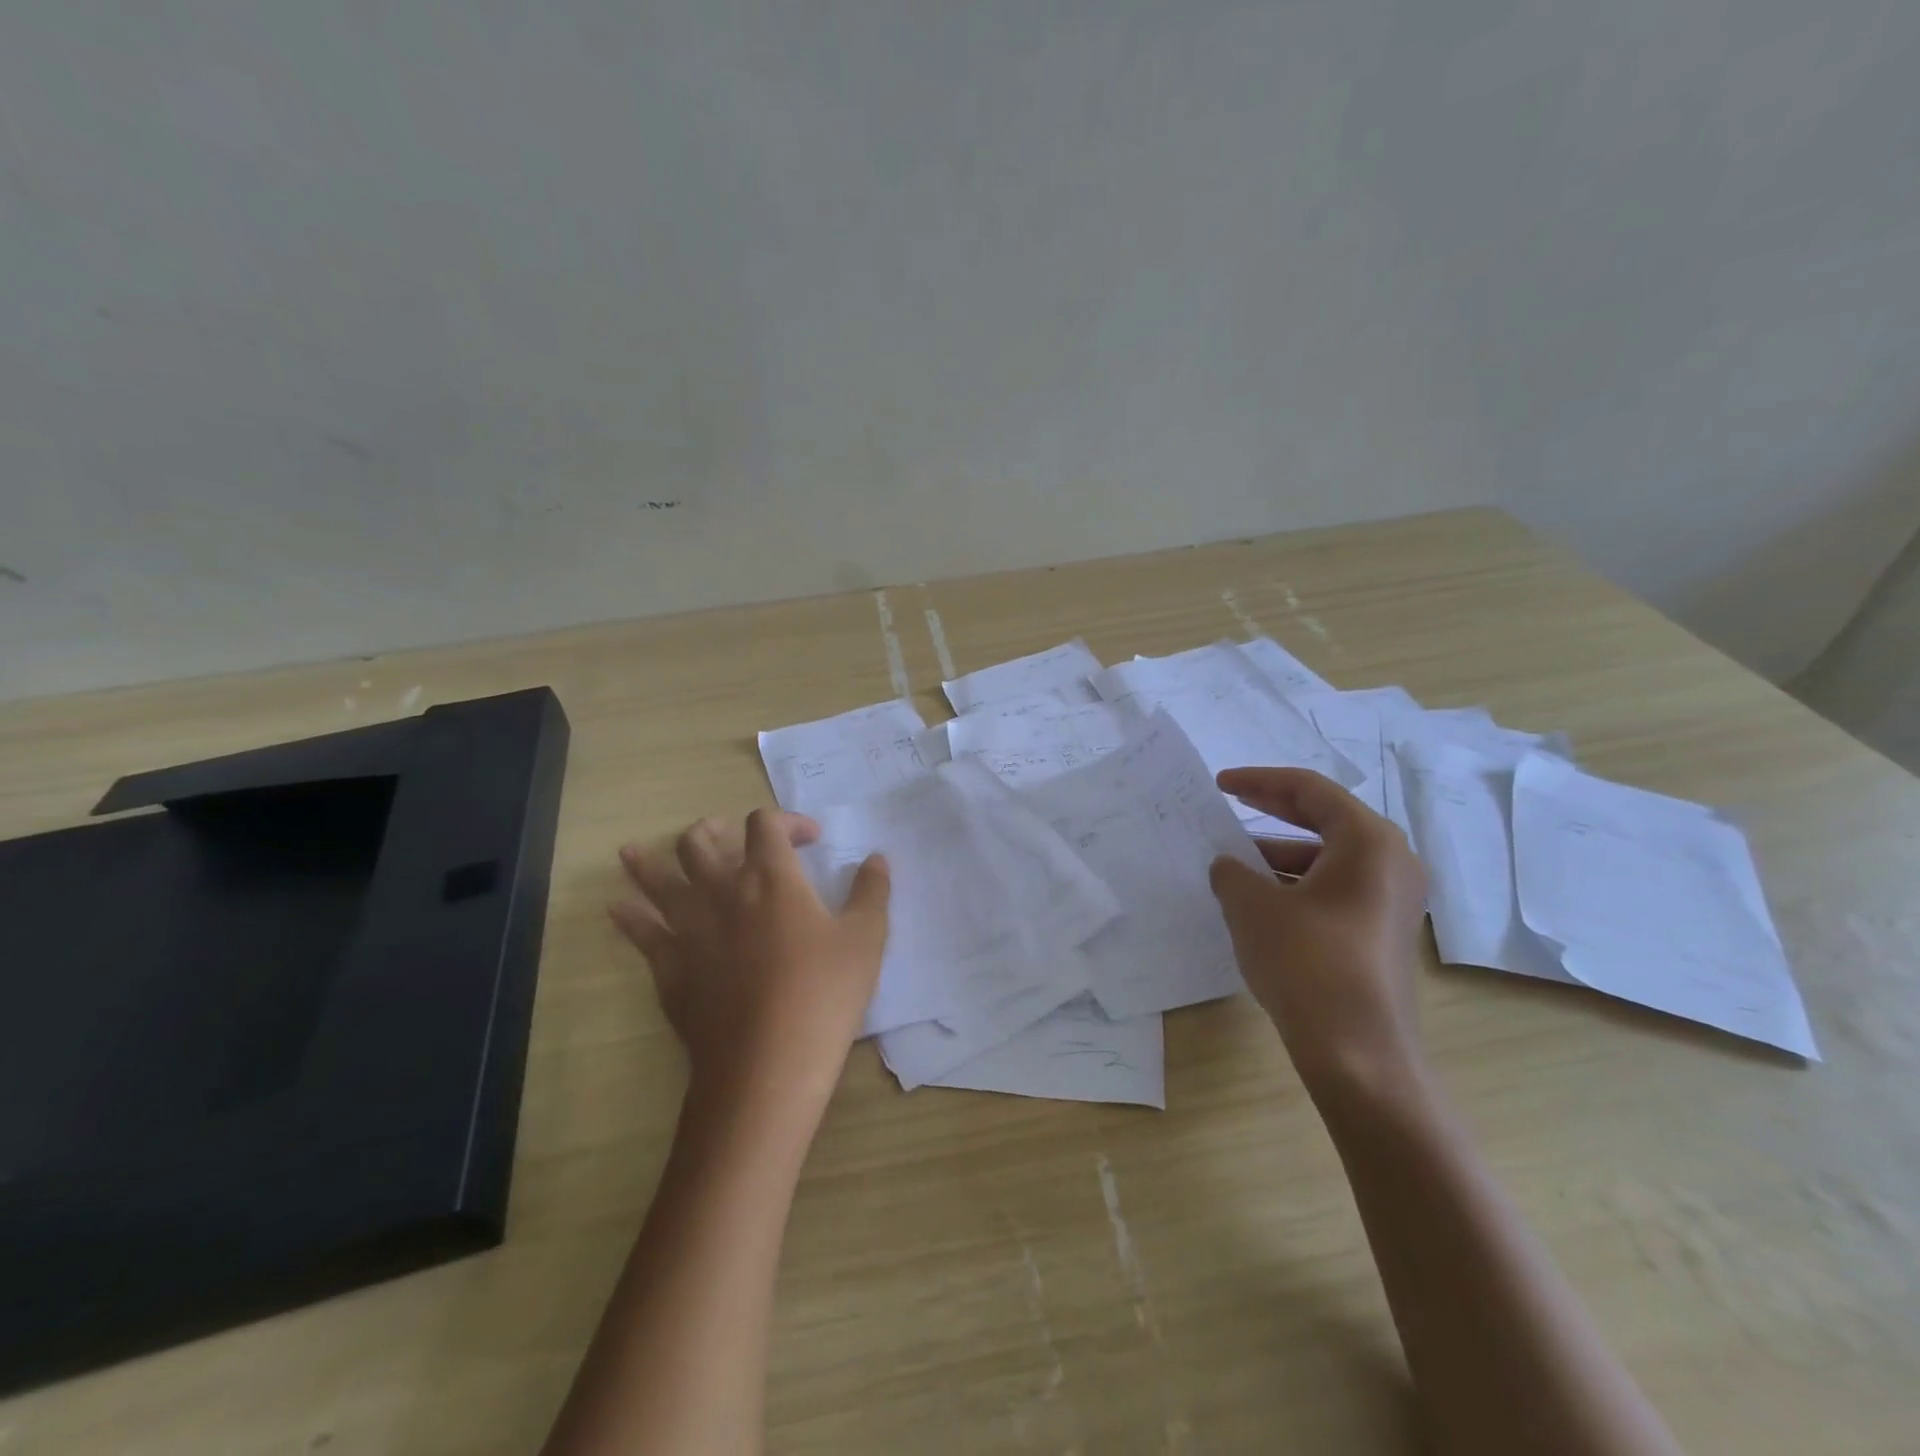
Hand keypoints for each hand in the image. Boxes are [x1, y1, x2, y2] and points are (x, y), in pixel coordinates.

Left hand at [611, 809, 889, 1111]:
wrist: (766, 1065)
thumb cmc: (823, 994)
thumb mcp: (866, 938)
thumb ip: (872, 891)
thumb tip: (876, 858)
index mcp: (771, 877)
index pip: (765, 824)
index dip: (786, 820)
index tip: (809, 839)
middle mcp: (722, 890)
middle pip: (700, 841)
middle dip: (713, 830)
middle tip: (726, 836)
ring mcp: (688, 928)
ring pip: (658, 880)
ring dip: (647, 862)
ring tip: (635, 851)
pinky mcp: (668, 967)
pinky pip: (640, 932)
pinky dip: (629, 916)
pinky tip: (619, 909)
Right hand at [1209, 768, 1429, 1101]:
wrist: (1358, 1054)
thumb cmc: (1306, 963)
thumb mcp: (1252, 906)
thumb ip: (1232, 872)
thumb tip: (1228, 866)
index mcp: (1369, 841)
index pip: (1310, 790)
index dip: (1259, 781)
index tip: (1220, 784)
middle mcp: (1392, 861)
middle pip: (1325, 818)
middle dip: (1272, 810)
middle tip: (1230, 804)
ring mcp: (1393, 899)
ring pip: (1329, 856)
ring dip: (1279, 853)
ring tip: (1234, 862)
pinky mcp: (1383, 931)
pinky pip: (1335, 887)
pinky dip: (1297, 882)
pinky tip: (1260, 899)